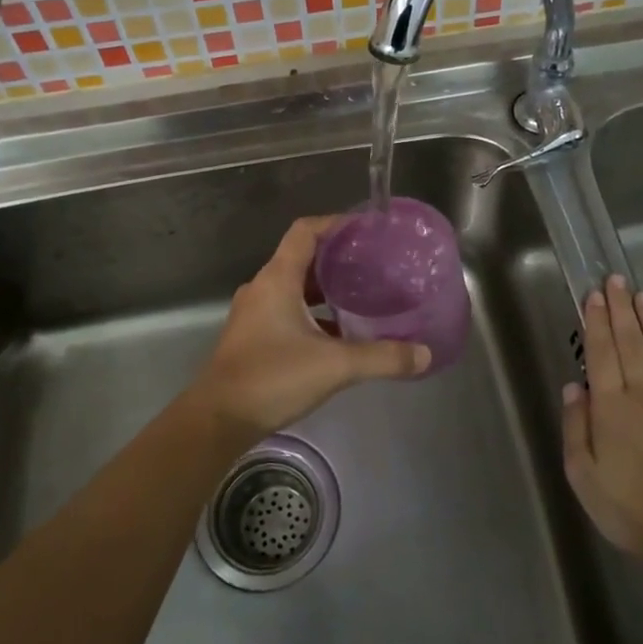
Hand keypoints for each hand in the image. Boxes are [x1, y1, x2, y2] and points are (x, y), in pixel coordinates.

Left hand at [190, 216, 430, 439]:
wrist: (217, 420)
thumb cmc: (272, 378)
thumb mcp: (335, 366)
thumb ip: (382, 358)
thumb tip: (424, 354)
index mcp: (277, 279)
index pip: (305, 231)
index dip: (335, 223)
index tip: (367, 229)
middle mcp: (263, 288)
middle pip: (302, 257)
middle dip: (337, 258)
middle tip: (374, 264)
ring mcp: (254, 313)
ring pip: (295, 287)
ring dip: (325, 288)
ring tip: (362, 295)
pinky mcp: (253, 336)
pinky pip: (287, 310)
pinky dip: (313, 313)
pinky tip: (339, 333)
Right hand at [561, 275, 642, 563]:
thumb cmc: (628, 509)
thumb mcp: (582, 474)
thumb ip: (576, 426)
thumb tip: (575, 386)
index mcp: (613, 407)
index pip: (603, 352)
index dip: (598, 320)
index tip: (595, 295)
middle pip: (633, 342)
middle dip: (622, 308)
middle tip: (616, 279)